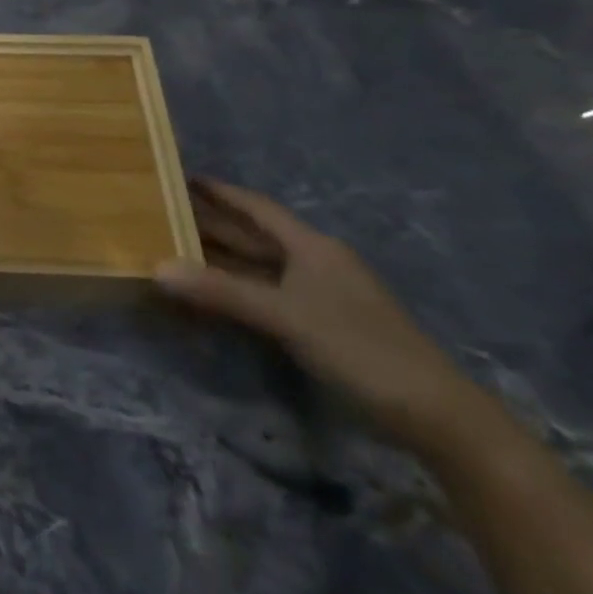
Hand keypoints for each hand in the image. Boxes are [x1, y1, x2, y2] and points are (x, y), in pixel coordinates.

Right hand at [158, 178, 475, 448]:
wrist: (435, 415)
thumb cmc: (361, 349)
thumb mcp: (286, 317)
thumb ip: (221, 292)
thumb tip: (158, 268)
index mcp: (312, 248)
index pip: (258, 209)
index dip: (221, 192)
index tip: (180, 177)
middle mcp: (314, 264)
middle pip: (253, 236)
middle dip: (210, 224)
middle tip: (160, 214)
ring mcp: (317, 296)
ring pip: (256, 267)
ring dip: (218, 260)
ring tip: (171, 249)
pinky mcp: (317, 325)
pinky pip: (262, 295)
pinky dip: (232, 291)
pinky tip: (206, 295)